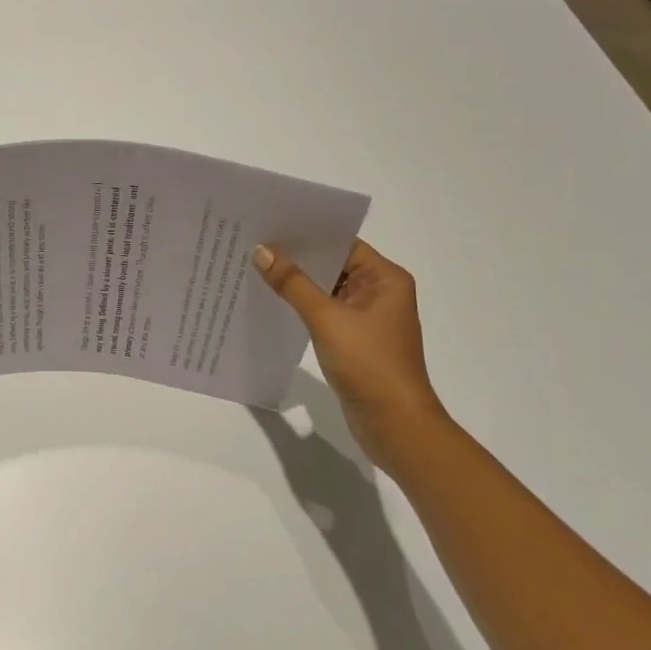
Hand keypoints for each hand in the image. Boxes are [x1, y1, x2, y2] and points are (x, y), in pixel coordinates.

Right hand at [253, 238, 448, 470]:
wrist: (395, 425)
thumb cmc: (369, 363)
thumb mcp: (327, 318)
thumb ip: (293, 283)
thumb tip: (262, 251)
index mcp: (385, 279)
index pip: (343, 243)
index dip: (309, 234)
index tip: (272, 224)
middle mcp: (380, 292)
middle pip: (334, 265)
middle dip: (298, 257)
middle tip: (255, 243)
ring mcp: (368, 318)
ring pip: (327, 290)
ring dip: (298, 283)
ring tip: (256, 267)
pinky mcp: (356, 340)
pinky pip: (326, 313)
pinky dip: (303, 306)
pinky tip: (273, 302)